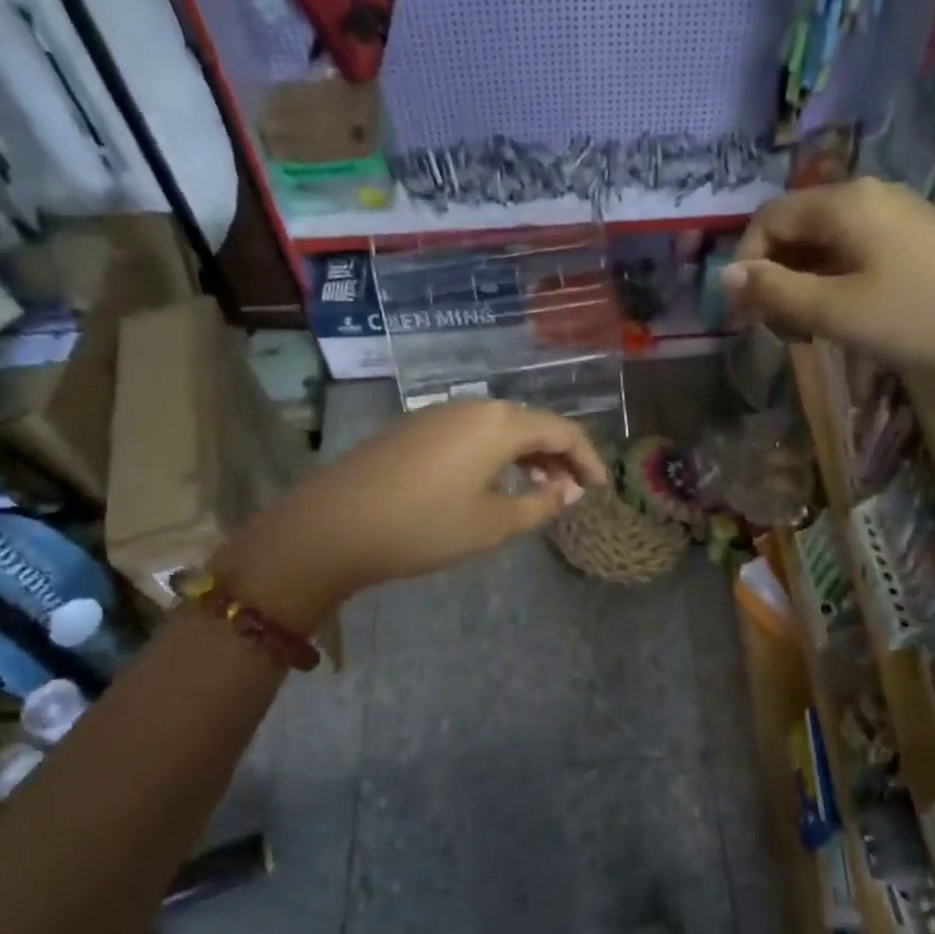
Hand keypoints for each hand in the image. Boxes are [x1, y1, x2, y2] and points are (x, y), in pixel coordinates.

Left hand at [215, 400, 605, 623]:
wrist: (333, 525)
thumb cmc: (424, 526)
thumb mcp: (493, 524)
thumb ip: (540, 504)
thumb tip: (569, 490)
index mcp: (499, 423)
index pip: (562, 430)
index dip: (588, 458)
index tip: (601, 488)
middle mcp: (472, 407)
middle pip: (531, 424)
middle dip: (558, 457)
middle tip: (573, 493)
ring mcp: (438, 415)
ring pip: (500, 429)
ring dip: (527, 456)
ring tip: (539, 491)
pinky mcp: (414, 430)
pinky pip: (471, 435)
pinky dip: (496, 456)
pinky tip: (493, 484)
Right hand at [725, 180, 934, 382]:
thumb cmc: (916, 320)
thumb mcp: (833, 311)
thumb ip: (774, 292)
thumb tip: (724, 276)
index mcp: (845, 201)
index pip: (768, 218)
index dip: (746, 264)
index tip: (745, 315)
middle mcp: (870, 195)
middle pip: (796, 226)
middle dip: (774, 275)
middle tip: (777, 328)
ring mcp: (898, 215)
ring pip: (825, 242)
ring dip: (802, 282)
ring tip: (809, 329)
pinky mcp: (918, 240)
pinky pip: (855, 251)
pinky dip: (833, 281)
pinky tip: (844, 316)